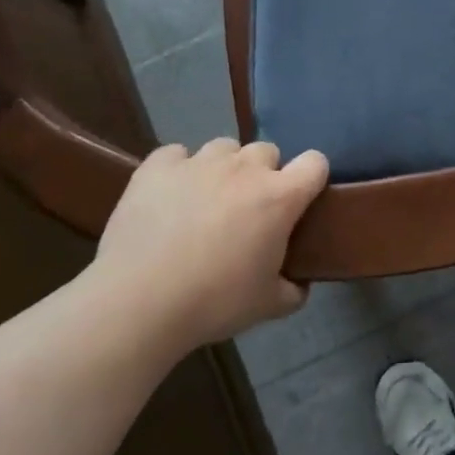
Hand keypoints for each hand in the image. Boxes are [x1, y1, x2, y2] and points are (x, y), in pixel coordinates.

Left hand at [88, 138, 328, 343]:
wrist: (139, 301)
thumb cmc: (214, 302)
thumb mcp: (267, 306)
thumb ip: (292, 290)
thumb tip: (299, 285)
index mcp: (280, 197)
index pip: (315, 163)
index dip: (311, 178)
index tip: (301, 200)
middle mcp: (244, 169)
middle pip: (267, 151)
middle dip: (263, 174)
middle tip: (248, 210)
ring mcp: (199, 162)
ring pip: (224, 148)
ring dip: (223, 168)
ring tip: (207, 199)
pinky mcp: (158, 166)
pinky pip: (176, 154)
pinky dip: (177, 169)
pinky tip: (169, 195)